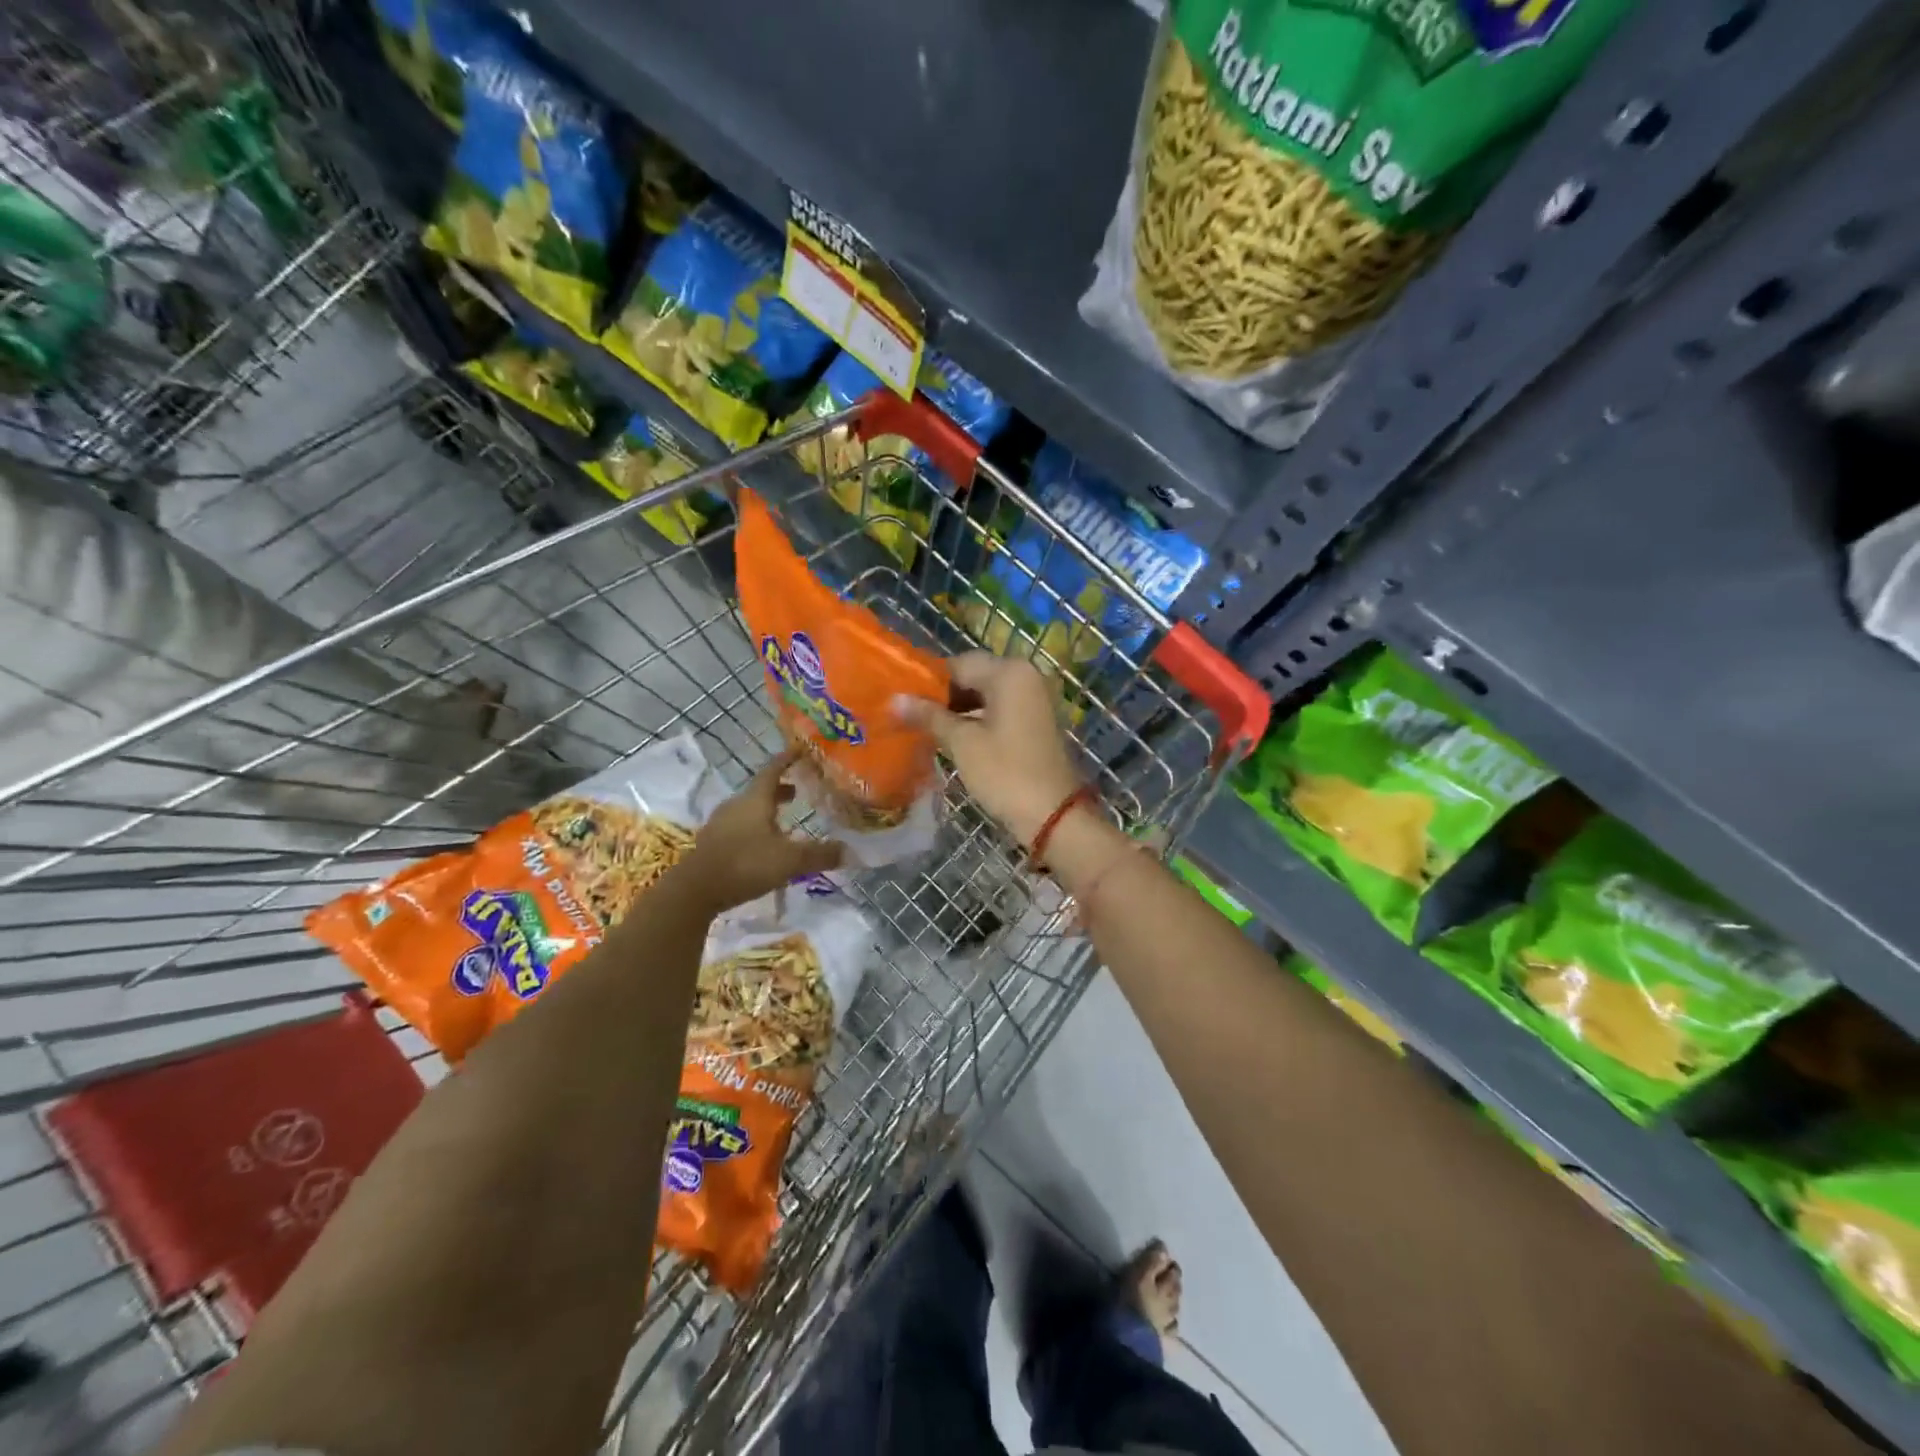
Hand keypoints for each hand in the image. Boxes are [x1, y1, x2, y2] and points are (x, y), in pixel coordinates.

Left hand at [675, 748, 843, 912]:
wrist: (694, 891)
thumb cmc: (745, 864)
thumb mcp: (790, 861)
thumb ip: (820, 854)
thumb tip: (850, 851)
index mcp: (755, 800)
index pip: (773, 769)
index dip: (788, 759)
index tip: (801, 751)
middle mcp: (736, 805)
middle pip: (761, 790)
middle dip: (781, 789)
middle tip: (800, 791)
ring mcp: (720, 824)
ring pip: (749, 809)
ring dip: (768, 810)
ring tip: (785, 819)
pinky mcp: (712, 844)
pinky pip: (739, 827)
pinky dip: (755, 828)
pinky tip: (764, 844)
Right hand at [894, 652, 1081, 847]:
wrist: (1054, 814)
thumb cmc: (1005, 773)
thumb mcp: (962, 743)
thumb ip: (929, 716)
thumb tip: (895, 699)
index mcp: (1009, 672)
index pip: (958, 664)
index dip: (928, 681)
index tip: (902, 700)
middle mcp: (1026, 676)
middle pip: (974, 676)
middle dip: (943, 695)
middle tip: (910, 716)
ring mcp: (1034, 699)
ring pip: (986, 694)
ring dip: (958, 709)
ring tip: (926, 728)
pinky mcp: (1036, 721)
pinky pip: (1000, 710)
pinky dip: (977, 719)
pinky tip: (953, 737)